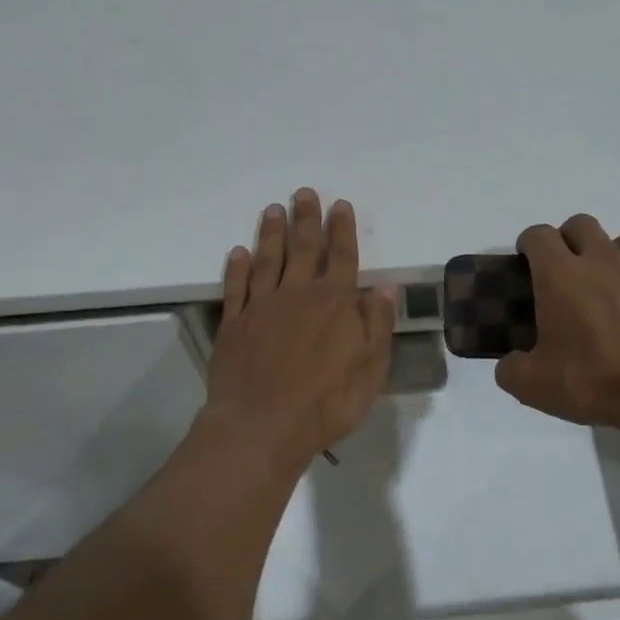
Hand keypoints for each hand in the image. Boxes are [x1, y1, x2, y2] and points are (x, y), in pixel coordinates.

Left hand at [206, 189, 396, 472]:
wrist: (261, 426)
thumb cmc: (326, 402)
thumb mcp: (370, 369)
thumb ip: (377, 326)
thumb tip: (385, 289)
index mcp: (334, 304)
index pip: (341, 257)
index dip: (342, 230)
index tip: (340, 205)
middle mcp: (297, 295)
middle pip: (303, 248)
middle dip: (306, 219)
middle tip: (304, 193)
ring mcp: (261, 307)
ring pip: (267, 260)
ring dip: (271, 233)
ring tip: (273, 209)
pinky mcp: (234, 324)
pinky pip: (236, 287)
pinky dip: (237, 267)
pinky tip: (239, 252)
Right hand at [495, 214, 619, 436]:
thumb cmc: (594, 380)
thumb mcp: (534, 386)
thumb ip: (511, 370)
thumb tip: (510, 365)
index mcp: (560, 274)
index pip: (538, 235)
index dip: (528, 244)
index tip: (524, 262)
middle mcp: (600, 260)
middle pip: (580, 224)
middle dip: (567, 239)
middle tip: (562, 271)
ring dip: (607, 252)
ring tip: (602, 283)